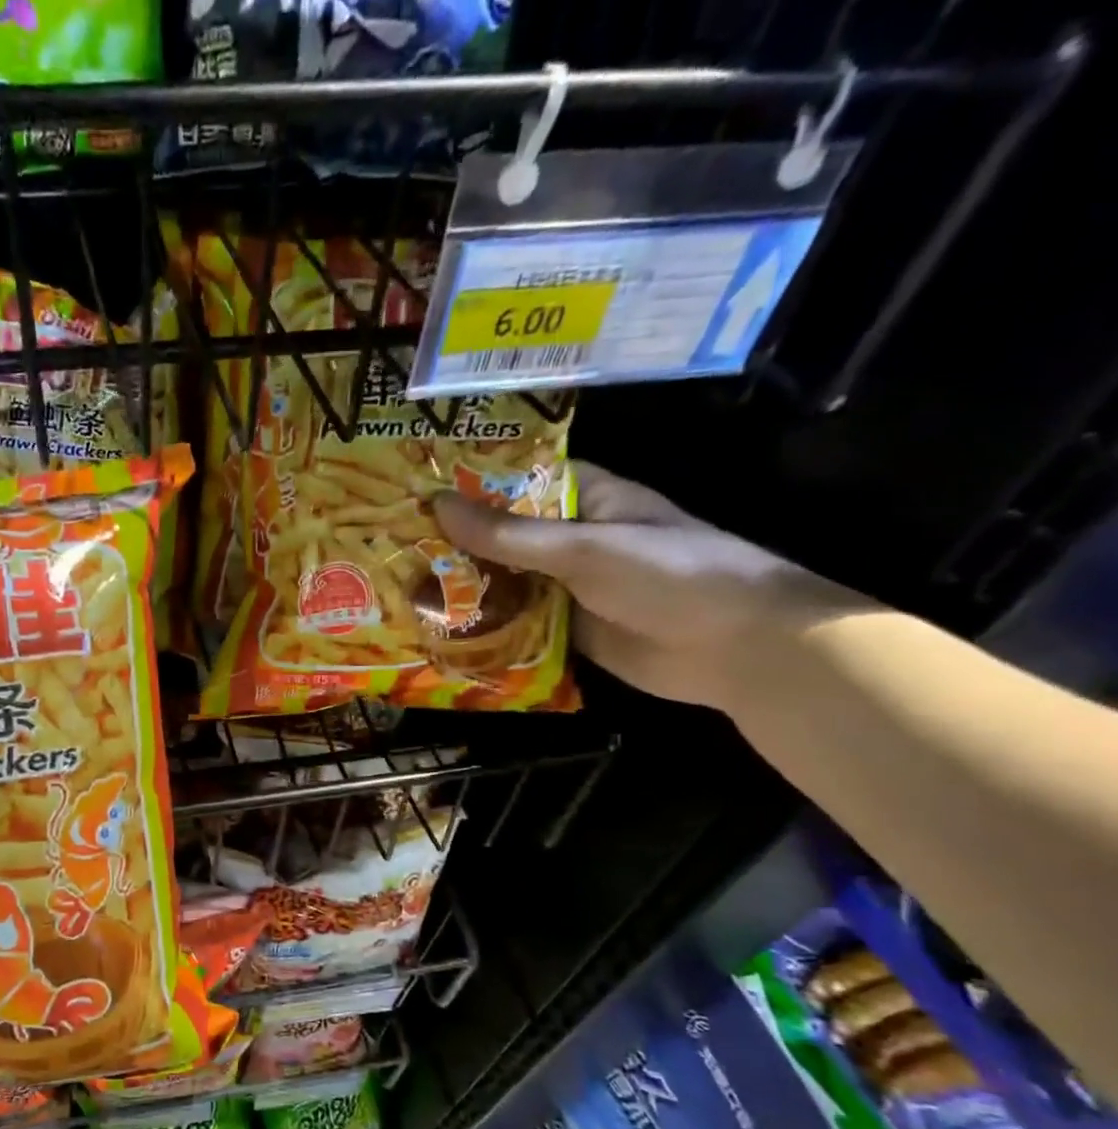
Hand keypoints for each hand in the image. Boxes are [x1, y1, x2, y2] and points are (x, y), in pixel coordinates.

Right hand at [433, 461, 867, 710]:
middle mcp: (573, 539)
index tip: (417, 489)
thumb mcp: (583, 548)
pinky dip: (485, 626)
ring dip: (465, 587)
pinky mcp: (567, 629)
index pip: (519, 480)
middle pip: (505, 535)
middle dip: (457, 542)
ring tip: (401, 587)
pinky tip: (439, 630)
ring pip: (507, 581)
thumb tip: (438, 507)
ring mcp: (569, 587)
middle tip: (392, 546)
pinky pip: (517, 622)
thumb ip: (510, 534)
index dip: (471, 483)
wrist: (736, 648)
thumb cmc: (669, 575)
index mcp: (586, 499)